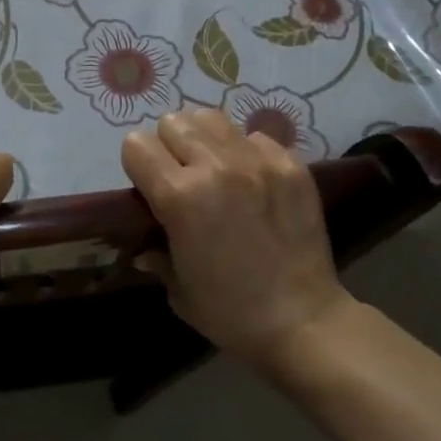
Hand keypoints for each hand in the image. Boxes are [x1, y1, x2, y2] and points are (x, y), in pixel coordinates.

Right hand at [121, 109, 351, 372]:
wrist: (303, 322)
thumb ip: (156, 254)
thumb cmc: (230, 313)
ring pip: (212, 118)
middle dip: (169, 146)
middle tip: (182, 176)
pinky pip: (255, 137)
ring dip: (205, 140)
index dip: (138, 164)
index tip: (148, 186)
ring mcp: (257, 161)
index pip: (137, 144)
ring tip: (215, 168)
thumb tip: (144, 246)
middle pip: (173, 122)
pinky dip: (246, 152)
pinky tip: (253, 181)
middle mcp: (215, 167)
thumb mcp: (178, 288)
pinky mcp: (290, 164)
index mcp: (179, 196)